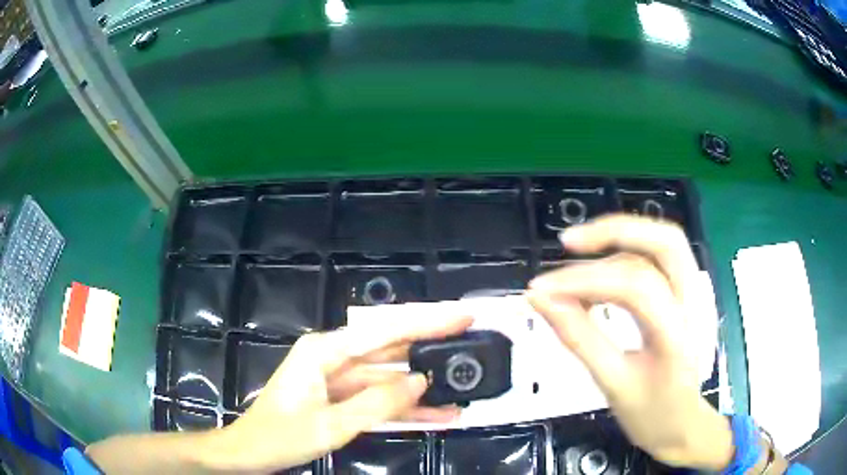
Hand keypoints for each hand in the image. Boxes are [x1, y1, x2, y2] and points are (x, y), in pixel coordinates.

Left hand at [209, 315, 471, 472]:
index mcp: (325, 351)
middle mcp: (334, 358)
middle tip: (471, 346)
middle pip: (390, 350)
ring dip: (422, 389)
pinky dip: (403, 408)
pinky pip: (378, 399)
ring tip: (461, 391)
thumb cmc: (281, 435)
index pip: (385, 331)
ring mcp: (339, 379)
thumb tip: (420, 381)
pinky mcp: (342, 398)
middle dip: (430, 349)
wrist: (251, 452)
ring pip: (388, 379)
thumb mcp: (331, 424)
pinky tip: (435, 414)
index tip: (462, 316)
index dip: (427, 323)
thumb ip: (377, 403)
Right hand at [527, 215, 732, 469]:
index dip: (584, 281)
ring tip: (578, 250)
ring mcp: (696, 295)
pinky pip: (659, 258)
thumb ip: (580, 339)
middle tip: (568, 242)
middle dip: (614, 233)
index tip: (540, 291)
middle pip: (664, 241)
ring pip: (663, 242)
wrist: (683, 425)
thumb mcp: (613, 384)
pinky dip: (626, 254)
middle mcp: (695, 304)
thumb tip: (542, 302)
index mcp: (679, 335)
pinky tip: (599, 274)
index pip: (634, 287)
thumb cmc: (651, 414)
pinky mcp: (687, 294)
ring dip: (620, 237)